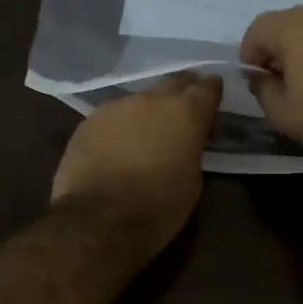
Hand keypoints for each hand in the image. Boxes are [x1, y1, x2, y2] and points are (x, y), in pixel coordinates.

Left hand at [51, 71, 223, 257]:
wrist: (99, 220)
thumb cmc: (158, 207)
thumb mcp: (193, 180)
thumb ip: (191, 148)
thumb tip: (184, 142)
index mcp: (185, 113)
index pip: (207, 87)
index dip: (212, 91)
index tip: (214, 97)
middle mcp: (151, 99)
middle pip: (173, 83)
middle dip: (183, 92)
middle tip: (185, 108)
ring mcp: (116, 107)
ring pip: (140, 99)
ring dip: (148, 111)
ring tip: (147, 131)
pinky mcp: (89, 121)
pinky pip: (113, 116)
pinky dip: (121, 125)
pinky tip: (118, 144)